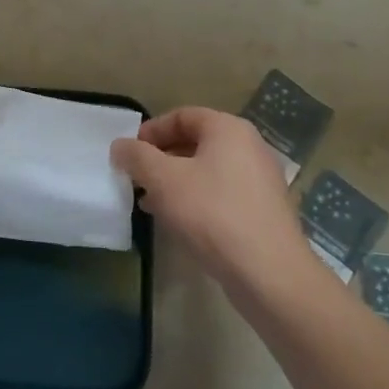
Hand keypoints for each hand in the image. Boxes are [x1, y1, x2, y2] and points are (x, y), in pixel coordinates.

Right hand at [111, 107, 304, 283]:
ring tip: (151, 203)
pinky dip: (197, 199)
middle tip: (137, 178)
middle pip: (196, 142)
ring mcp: (261, 180)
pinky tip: (179, 222)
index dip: (151, 130)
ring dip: (176, 181)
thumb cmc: (212, 213)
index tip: (129, 153)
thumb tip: (120, 145)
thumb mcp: (163, 180)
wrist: (268, 272)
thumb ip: (137, 157)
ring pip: (208, 170)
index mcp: (229, 129)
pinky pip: (223, 193)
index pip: (182, 115)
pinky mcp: (264, 210)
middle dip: (161, 158)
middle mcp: (250, 147)